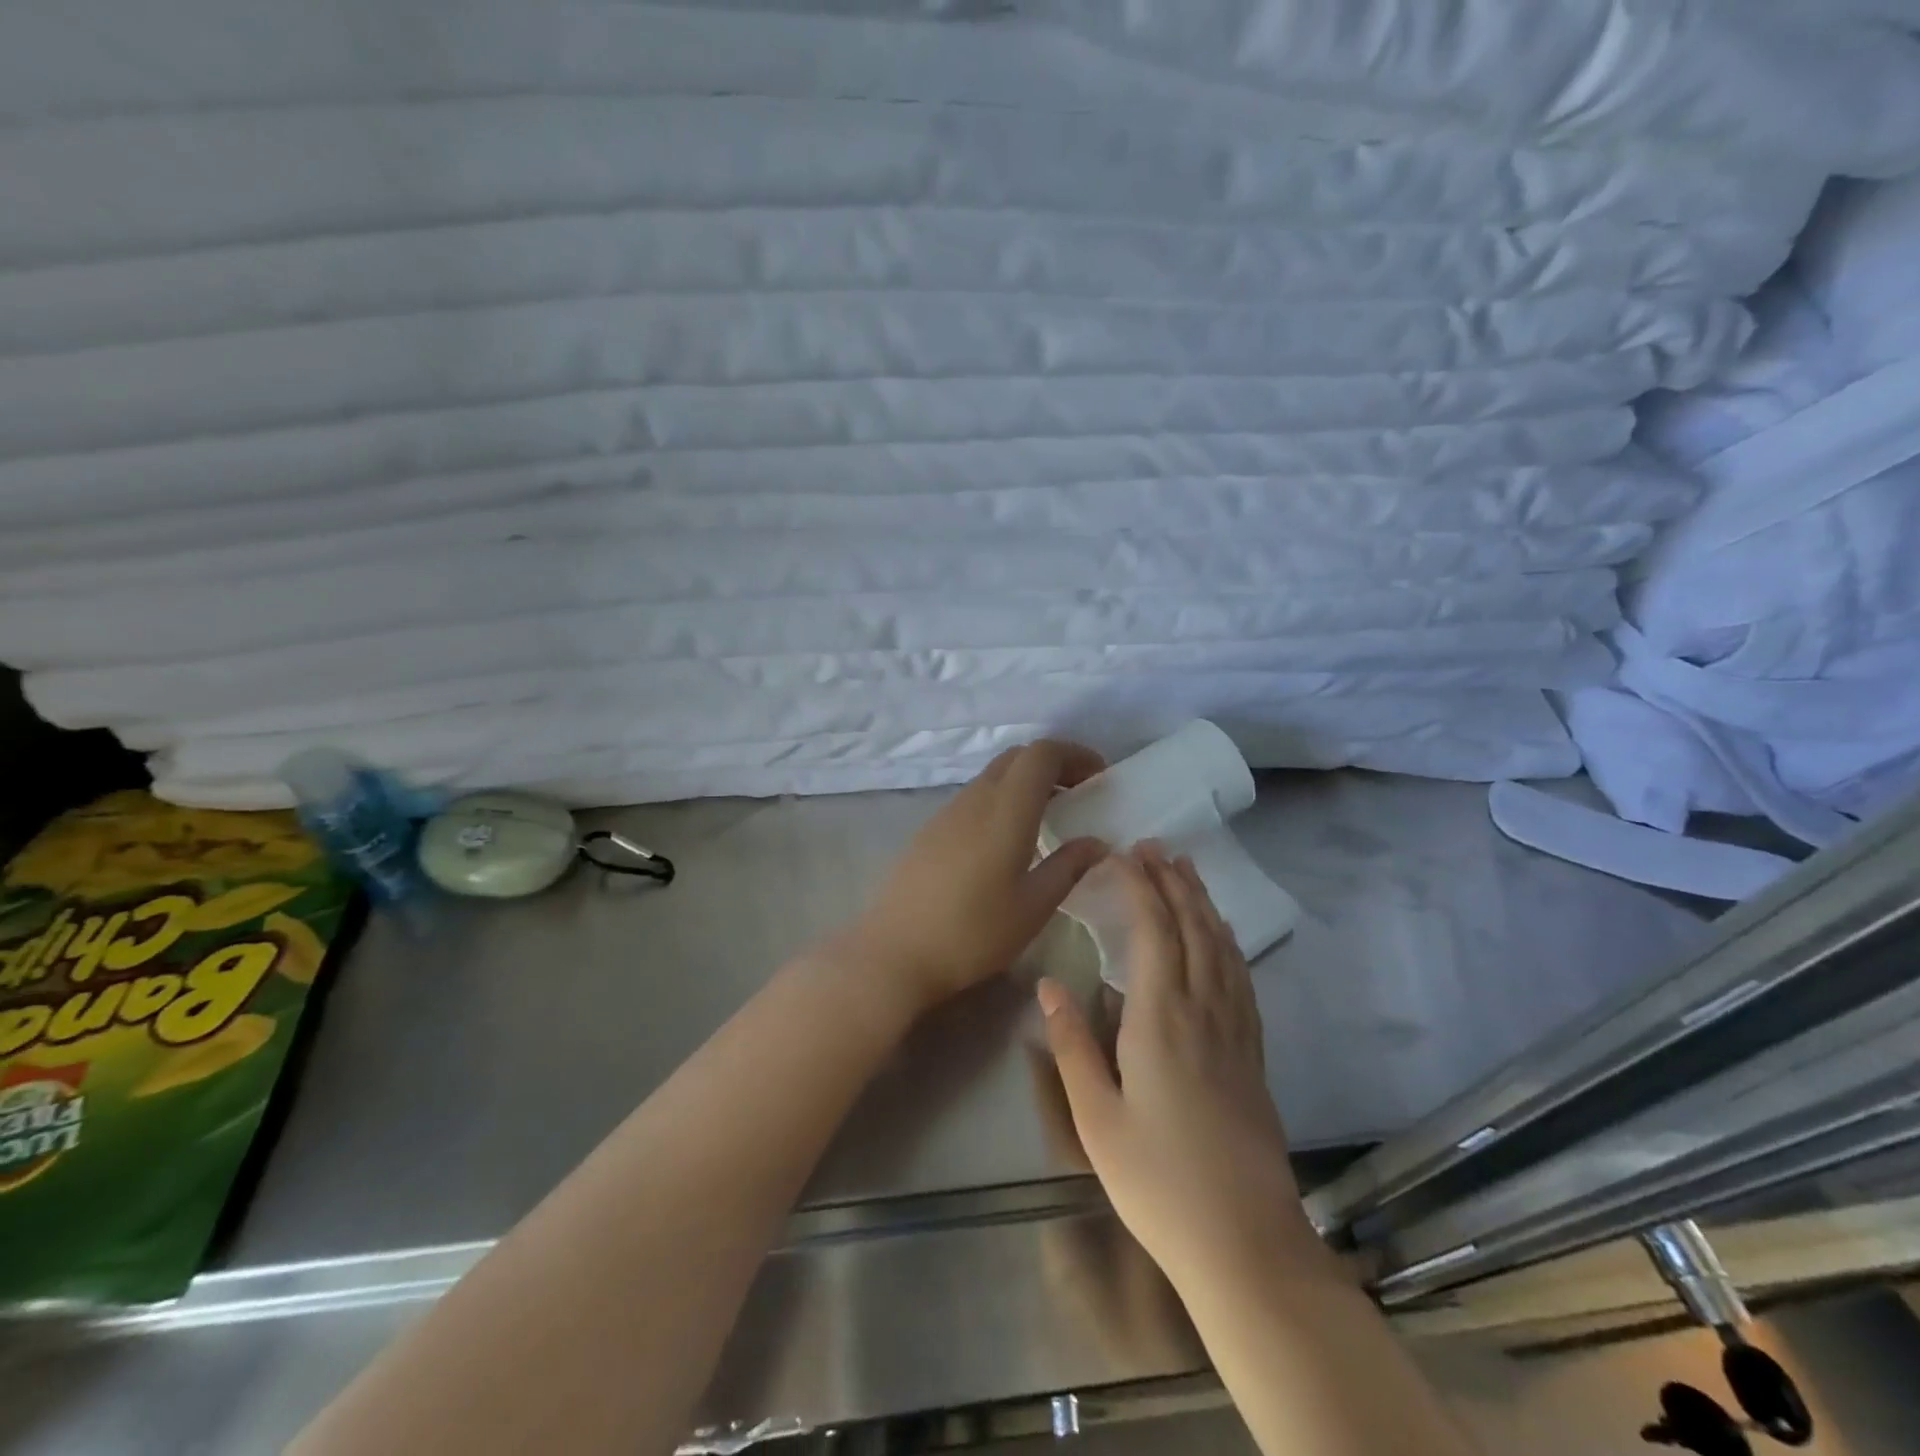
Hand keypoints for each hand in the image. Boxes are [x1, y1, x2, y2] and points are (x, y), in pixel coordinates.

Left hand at [830, 740, 1107, 1022]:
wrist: (894, 952)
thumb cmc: (973, 933)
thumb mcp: (1033, 906)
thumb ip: (1069, 867)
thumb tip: (1098, 843)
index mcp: (1006, 810)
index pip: (1041, 753)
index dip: (1075, 754)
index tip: (1099, 778)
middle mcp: (975, 799)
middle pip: (1017, 757)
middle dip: (1053, 764)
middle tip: (1079, 795)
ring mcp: (947, 812)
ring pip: (993, 776)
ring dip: (1026, 783)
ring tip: (1050, 818)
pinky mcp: (930, 830)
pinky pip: (974, 797)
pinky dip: (1002, 800)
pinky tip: (1008, 840)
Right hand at [1038, 847, 1317, 1289]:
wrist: (1245, 1243)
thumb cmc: (1158, 1181)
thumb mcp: (1096, 1118)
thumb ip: (1071, 1045)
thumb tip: (1049, 984)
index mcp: (1162, 1020)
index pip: (1154, 932)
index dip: (1140, 888)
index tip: (1123, 855)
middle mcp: (1204, 1012)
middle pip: (1193, 929)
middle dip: (1173, 882)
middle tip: (1155, 846)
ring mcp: (1235, 1032)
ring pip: (1222, 948)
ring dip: (1203, 903)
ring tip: (1187, 871)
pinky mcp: (1253, 1054)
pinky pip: (1241, 978)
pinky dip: (1229, 942)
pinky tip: (1223, 936)